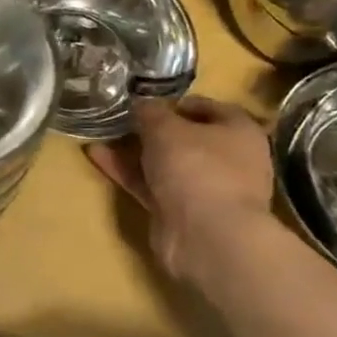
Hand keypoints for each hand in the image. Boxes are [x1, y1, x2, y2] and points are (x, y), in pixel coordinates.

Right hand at [86, 97, 272, 285]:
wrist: (206, 235)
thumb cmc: (196, 166)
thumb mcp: (165, 127)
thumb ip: (149, 111)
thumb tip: (141, 105)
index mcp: (239, 132)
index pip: (211, 108)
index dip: (178, 102)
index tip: (148, 101)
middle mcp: (229, 160)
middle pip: (187, 138)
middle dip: (153, 129)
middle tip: (122, 119)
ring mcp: (206, 188)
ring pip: (166, 163)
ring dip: (135, 150)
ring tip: (102, 135)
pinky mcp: (182, 211)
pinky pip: (151, 185)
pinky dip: (128, 172)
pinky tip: (98, 157)